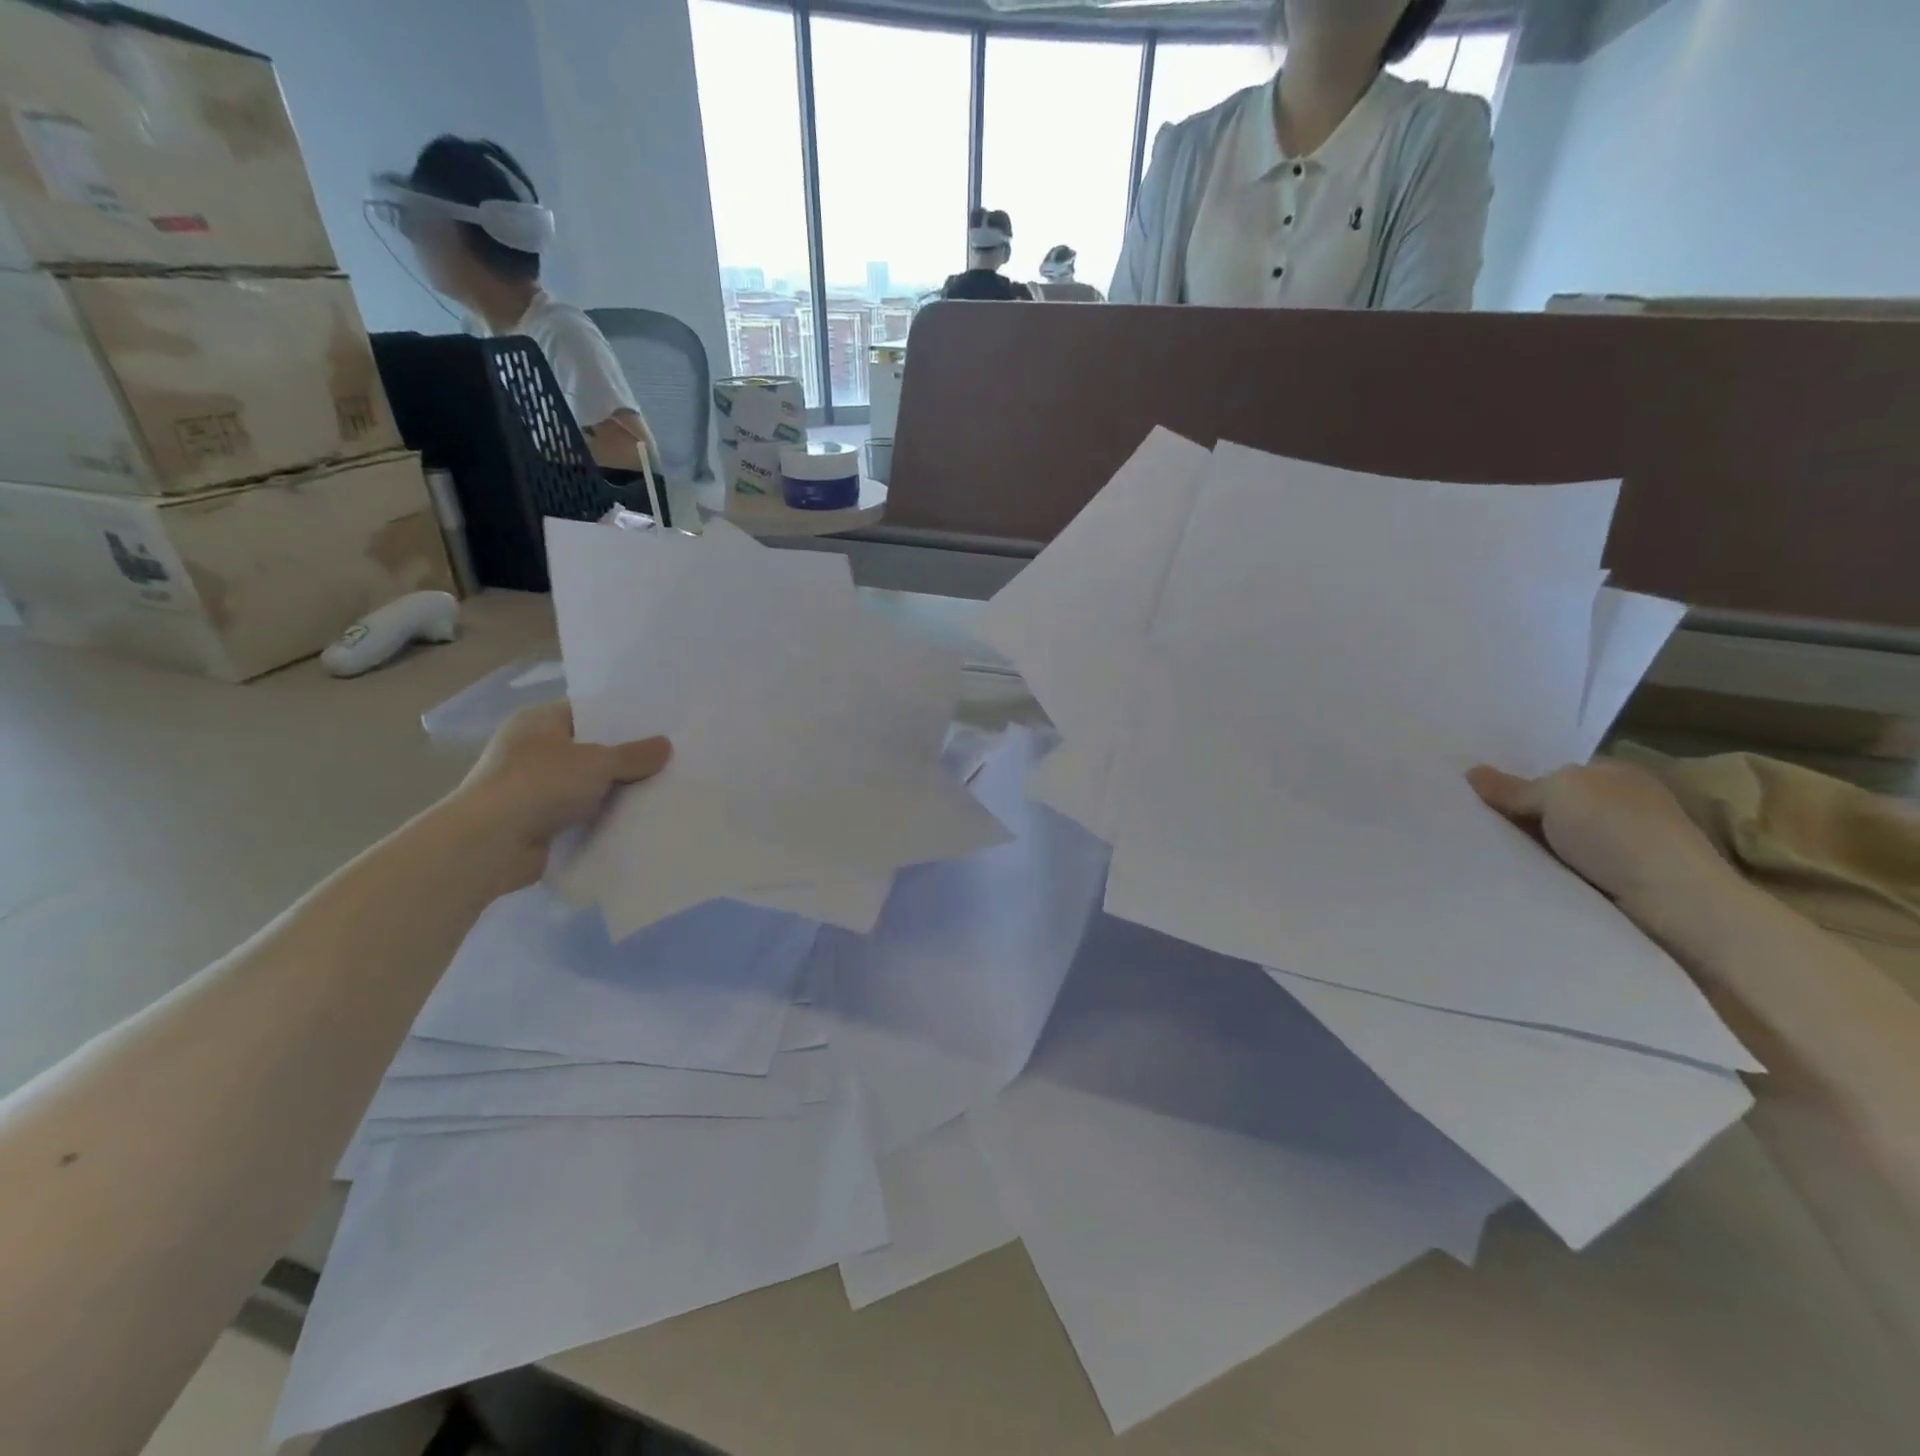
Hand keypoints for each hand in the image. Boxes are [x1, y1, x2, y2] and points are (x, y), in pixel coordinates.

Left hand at [448, 701, 670, 892]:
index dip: (621, 717)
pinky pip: (580, 813)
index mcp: (538, 722)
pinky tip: (636, 818)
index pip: (586, 711)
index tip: (658, 724)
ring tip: (662, 787)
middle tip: (668, 756)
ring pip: (586, 783)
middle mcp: (532, 750)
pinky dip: (601, 816)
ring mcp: (532, 787)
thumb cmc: (539, 785)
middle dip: (624, 756)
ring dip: (614, 789)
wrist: (489, 845)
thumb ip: (634, 755)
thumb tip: (666, 746)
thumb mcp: (597, 763)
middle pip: (589, 748)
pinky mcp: (537, 821)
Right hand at [1468, 760, 1734, 928]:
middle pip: (1550, 807)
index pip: (1553, 773)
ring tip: (1482, 853)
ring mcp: (1621, 846)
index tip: (1476, 795)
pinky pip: (1562, 869)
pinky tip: (1515, 876)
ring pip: (1553, 840)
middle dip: (1516, 815)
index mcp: (1614, 773)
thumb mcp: (1557, 794)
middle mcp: (1620, 805)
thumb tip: (1472, 773)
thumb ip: (1513, 787)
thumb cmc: (1618, 833)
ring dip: (1525, 847)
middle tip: (1469, 822)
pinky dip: (1541, 872)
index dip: (1516, 782)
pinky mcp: (1618, 882)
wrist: (1673, 903)